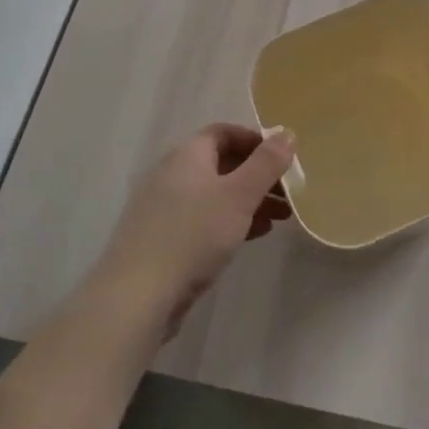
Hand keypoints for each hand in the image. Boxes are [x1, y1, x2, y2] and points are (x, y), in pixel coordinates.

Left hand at [82, 124, 296, 343]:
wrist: (138, 296)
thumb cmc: (193, 235)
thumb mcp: (239, 195)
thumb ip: (266, 164)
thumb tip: (286, 133)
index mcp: (187, 155)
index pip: (224, 133)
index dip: (256, 141)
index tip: (284, 158)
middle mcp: (173, 174)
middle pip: (223, 164)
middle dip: (259, 176)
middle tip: (290, 193)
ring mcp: (166, 208)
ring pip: (217, 194)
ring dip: (250, 200)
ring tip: (281, 217)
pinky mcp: (165, 239)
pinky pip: (205, 219)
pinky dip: (232, 221)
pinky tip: (255, 235)